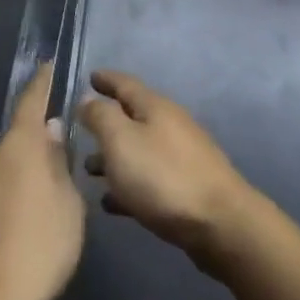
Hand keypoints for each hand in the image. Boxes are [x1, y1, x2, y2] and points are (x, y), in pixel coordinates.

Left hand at [0, 63, 84, 299]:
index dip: (41, 83)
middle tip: (52, 178)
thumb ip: (59, 162)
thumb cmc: (40, 246)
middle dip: (32, 152)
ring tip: (32, 215)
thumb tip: (50, 131)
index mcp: (18, 144)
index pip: (32, 101)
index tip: (46, 65)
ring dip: (13, 181)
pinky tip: (10, 234)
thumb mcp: (69, 204)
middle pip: (15, 142)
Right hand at [78, 70, 256, 273]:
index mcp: (154, 107)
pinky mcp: (186, 188)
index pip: (125, 83)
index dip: (105, 79)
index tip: (89, 76)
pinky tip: (111, 203)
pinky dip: (128, 185)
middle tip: (80, 131)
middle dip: (106, 123)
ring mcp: (181, 157)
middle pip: (132, 118)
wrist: (219, 223)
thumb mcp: (121, 140)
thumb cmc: (163, 176)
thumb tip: (88, 99)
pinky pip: (149, 180)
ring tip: (89, 170)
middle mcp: (169, 125)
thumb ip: (100, 116)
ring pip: (139, 150)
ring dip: (114, 157)